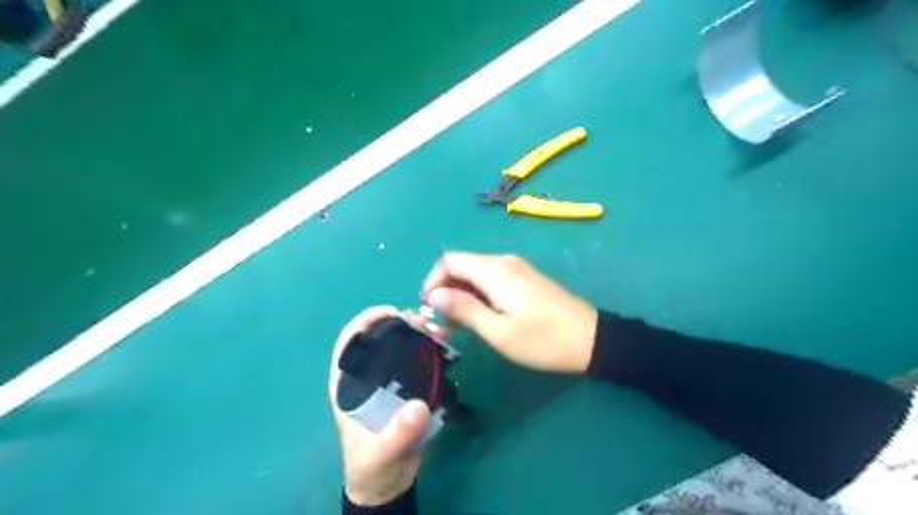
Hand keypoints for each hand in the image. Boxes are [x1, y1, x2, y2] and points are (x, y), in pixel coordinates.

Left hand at [328, 308, 433, 505]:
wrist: (389, 483)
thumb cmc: (373, 467)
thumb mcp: (381, 454)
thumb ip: (397, 434)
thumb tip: (418, 406)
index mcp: (349, 385)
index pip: (350, 343)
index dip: (366, 322)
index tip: (391, 313)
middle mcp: (368, 377)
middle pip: (381, 338)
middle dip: (402, 324)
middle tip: (425, 322)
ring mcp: (390, 381)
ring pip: (403, 347)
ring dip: (420, 334)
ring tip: (440, 332)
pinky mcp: (409, 388)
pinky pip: (419, 362)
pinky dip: (431, 350)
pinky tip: (445, 347)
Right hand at [422, 251, 594, 370]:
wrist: (591, 338)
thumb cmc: (543, 339)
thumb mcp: (499, 331)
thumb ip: (464, 310)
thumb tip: (434, 295)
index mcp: (495, 270)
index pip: (450, 260)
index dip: (432, 280)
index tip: (427, 307)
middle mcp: (503, 262)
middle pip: (462, 265)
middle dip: (445, 289)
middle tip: (441, 322)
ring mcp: (516, 268)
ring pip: (475, 273)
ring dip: (460, 294)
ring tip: (456, 324)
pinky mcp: (524, 278)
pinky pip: (490, 279)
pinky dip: (477, 294)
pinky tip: (479, 316)